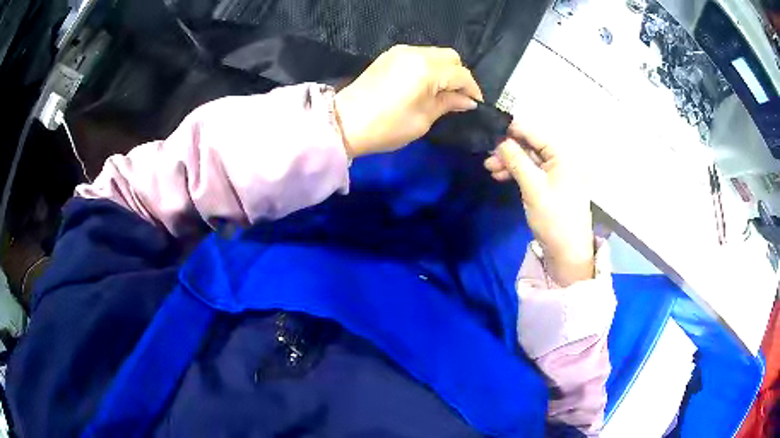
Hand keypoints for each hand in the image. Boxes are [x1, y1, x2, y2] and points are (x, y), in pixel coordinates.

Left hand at [335, 45, 482, 156]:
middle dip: (459, 76)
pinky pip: (418, 55)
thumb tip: (468, 101)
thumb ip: (448, 103)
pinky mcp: (389, 56)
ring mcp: (400, 52)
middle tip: (458, 97)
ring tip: (441, 91)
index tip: (475, 105)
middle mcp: (416, 53)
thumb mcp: (424, 119)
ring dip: (444, 70)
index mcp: (427, 69)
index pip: (461, 74)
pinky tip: (424, 84)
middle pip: (450, 57)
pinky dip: (428, 66)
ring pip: (435, 54)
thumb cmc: (387, 126)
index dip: (472, 90)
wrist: (345, 122)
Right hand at [485, 123, 594, 285]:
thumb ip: (516, 160)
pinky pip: (532, 173)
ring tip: (490, 169)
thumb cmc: (554, 216)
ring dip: (510, 163)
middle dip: (509, 150)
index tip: (490, 128)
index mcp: (562, 155)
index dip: (513, 129)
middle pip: (531, 147)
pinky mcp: (550, 188)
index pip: (535, 133)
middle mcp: (561, 161)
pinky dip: (517, 174)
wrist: (567, 252)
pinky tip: (501, 176)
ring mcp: (556, 175)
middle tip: (486, 156)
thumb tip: (500, 140)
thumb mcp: (533, 186)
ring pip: (529, 161)